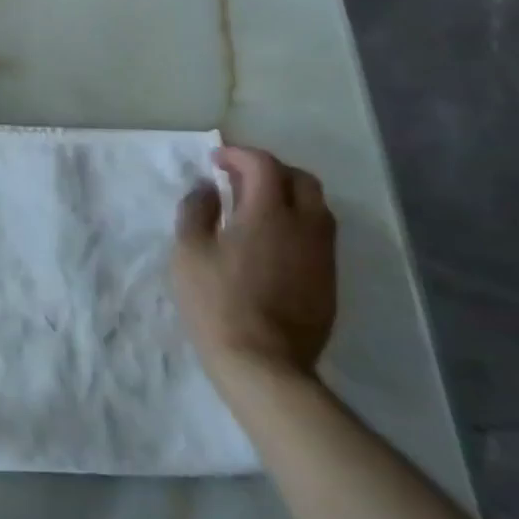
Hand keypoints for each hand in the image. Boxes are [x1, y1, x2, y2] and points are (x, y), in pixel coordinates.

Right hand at [172, 146, 336, 387]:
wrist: (263, 364)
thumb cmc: (216, 301)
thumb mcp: (189, 251)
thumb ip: (196, 210)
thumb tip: (208, 188)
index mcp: (268, 213)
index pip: (263, 164)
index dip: (238, 155)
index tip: (216, 162)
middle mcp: (304, 226)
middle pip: (300, 180)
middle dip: (270, 170)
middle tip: (239, 179)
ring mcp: (322, 255)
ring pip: (317, 208)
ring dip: (288, 197)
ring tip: (257, 209)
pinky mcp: (329, 281)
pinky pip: (318, 237)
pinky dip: (297, 224)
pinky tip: (272, 242)